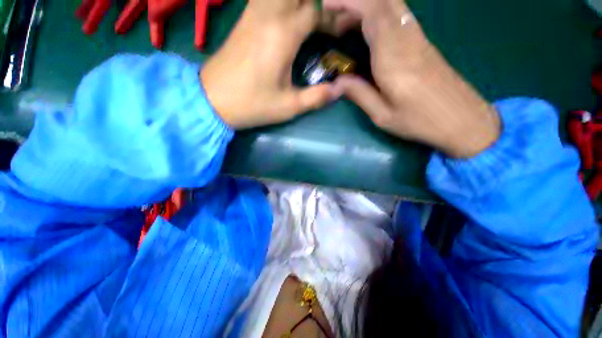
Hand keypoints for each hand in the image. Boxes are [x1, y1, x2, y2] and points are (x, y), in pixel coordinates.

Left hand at [201, 0, 332, 129]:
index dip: (335, 19)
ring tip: (313, 17)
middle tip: (328, 21)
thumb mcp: (289, 107)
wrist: (213, 100)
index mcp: (282, 35)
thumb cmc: (253, 104)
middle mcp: (268, 15)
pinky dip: (284, 3)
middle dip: (319, 3)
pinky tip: (290, 14)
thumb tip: (340, 90)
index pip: (316, 12)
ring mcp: (253, 13)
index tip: (344, 30)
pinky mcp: (244, 19)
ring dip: (300, 2)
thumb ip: (317, 97)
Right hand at [324, 0, 499, 157]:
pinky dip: (380, 16)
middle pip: (383, 1)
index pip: (372, 12)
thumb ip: (359, 94)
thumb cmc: (420, 121)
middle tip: (335, 20)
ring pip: (393, 6)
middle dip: (356, 2)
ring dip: (368, 7)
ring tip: (347, 27)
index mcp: (393, 58)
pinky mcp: (424, 44)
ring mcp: (419, 39)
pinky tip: (369, 33)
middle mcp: (407, 40)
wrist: (463, 121)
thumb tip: (336, 83)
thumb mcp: (382, 115)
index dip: (349, 1)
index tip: (327, 4)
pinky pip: (400, 18)